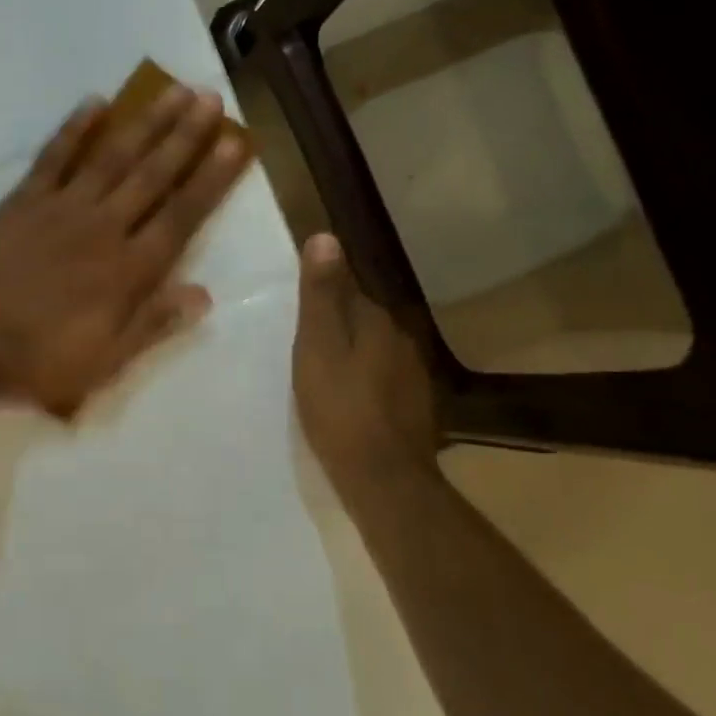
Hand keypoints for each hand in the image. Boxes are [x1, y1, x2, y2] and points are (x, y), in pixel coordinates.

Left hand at [0, 83, 249, 416]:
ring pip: (112, 157)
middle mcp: (102, 229)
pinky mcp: (22, 202)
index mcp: (128, 270)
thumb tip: (204, 294)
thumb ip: (153, 324)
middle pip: (153, 175)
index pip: (181, 216)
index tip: (236, 143)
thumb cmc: (39, 363)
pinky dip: (75, 128)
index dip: (211, 179)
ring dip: (145, 123)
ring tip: (173, 90)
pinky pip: (53, 157)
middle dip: (186, 136)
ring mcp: (60, 209)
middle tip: (212, 98)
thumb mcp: (105, 361)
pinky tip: (96, 102)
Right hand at [293, 233, 439, 502]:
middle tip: (304, 351)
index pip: (350, 291)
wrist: (384, 479)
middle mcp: (403, 340)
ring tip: (323, 378)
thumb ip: (320, 296)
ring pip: (375, 353)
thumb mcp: (317, 348)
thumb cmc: (340, 409)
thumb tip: (325, 236)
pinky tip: (350, 405)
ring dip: (353, 358)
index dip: (323, 300)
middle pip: (364, 322)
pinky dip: (366, 385)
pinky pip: (384, 382)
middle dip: (338, 330)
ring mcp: (414, 376)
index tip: (299, 316)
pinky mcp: (416, 407)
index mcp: (377, 321)